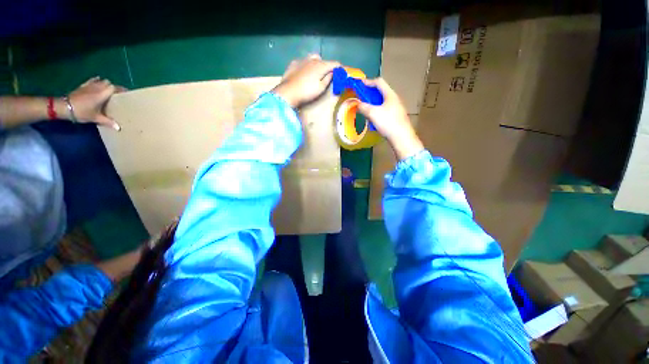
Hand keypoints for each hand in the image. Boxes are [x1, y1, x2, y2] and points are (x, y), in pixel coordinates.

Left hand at [67, 77, 125, 129]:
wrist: (65, 107)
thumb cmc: (82, 112)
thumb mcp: (95, 118)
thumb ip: (108, 122)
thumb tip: (118, 128)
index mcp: (102, 94)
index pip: (114, 87)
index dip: (121, 89)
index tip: (126, 93)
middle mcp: (97, 87)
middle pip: (108, 83)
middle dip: (113, 87)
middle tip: (117, 94)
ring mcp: (89, 85)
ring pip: (101, 81)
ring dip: (105, 84)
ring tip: (108, 90)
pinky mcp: (83, 86)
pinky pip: (92, 80)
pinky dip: (96, 81)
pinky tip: (97, 84)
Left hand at [272, 55, 340, 107]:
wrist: (288, 92)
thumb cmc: (307, 92)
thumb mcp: (321, 88)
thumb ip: (328, 79)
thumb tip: (333, 72)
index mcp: (321, 65)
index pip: (335, 63)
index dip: (340, 68)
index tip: (342, 73)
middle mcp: (313, 59)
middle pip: (324, 60)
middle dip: (327, 66)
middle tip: (327, 75)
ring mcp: (302, 60)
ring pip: (313, 58)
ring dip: (317, 64)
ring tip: (316, 72)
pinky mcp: (294, 63)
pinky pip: (303, 62)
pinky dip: (307, 65)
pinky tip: (304, 72)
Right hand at [356, 78, 423, 159]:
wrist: (401, 137)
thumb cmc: (388, 122)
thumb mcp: (373, 113)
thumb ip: (363, 107)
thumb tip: (357, 104)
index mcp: (390, 95)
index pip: (379, 82)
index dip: (368, 82)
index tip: (360, 85)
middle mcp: (394, 99)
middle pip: (381, 92)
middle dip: (370, 94)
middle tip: (361, 98)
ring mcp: (396, 108)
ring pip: (382, 102)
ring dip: (373, 104)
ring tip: (366, 110)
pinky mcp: (396, 117)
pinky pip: (384, 110)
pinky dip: (377, 111)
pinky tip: (373, 120)